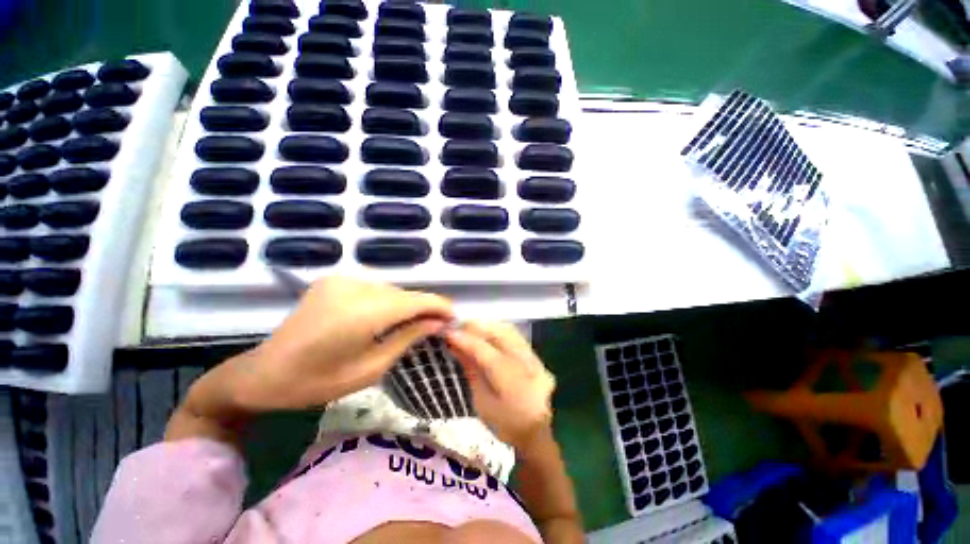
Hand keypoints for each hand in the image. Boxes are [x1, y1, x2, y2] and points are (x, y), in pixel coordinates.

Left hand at [180, 277, 452, 425]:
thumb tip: (437, 323)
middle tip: (435, 327)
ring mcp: (342, 280)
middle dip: (423, 309)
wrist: (264, 372)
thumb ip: (408, 339)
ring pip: (391, 290)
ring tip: (410, 325)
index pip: (416, 300)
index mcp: (363, 313)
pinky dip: (386, 302)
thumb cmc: (317, 382)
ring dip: (404, 306)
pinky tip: (383, 318)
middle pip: (404, 295)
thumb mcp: (371, 369)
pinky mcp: (334, 280)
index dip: (440, 307)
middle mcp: (355, 287)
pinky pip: (374, 289)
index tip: (454, 318)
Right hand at [445, 321, 555, 450]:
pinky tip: (490, 332)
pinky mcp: (536, 356)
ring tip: (471, 327)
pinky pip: (515, 335)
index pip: (480, 347)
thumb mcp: (482, 401)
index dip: (462, 338)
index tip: (447, 332)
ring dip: (487, 325)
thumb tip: (456, 348)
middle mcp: (521, 359)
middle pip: (495, 332)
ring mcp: (532, 355)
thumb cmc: (505, 423)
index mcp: (506, 374)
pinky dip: (500, 329)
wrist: (538, 432)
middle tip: (457, 327)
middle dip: (474, 326)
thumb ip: (471, 370)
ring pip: (506, 329)